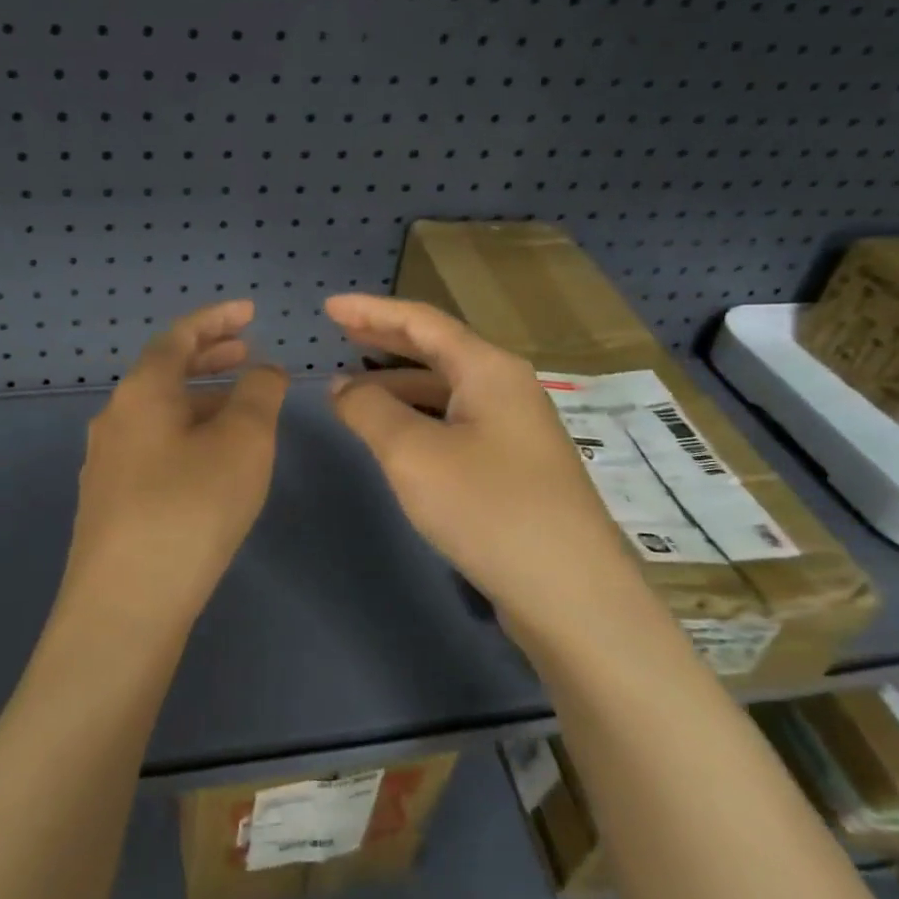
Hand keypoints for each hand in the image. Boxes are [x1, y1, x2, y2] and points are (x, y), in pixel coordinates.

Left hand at [60, 300, 288, 627]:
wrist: (125, 605)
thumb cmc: (190, 508)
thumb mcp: (243, 442)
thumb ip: (259, 395)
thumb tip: (263, 370)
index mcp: (142, 393)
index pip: (179, 336)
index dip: (217, 318)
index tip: (250, 311)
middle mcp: (115, 419)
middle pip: (164, 373)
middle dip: (208, 357)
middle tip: (247, 353)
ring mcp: (107, 463)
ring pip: (159, 414)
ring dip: (199, 400)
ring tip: (238, 408)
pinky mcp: (110, 503)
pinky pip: (153, 448)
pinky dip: (186, 435)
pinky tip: (208, 463)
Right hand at [324, 293, 640, 642]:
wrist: (569, 592)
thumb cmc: (487, 508)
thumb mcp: (413, 454)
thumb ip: (370, 411)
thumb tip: (343, 387)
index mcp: (489, 369)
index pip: (421, 321)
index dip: (371, 310)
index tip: (328, 306)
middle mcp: (508, 388)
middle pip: (438, 348)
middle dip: (386, 339)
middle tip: (340, 333)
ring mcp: (516, 428)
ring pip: (448, 388)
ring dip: (400, 381)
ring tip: (356, 386)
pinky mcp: (515, 465)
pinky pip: (456, 420)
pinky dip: (419, 415)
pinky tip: (398, 434)